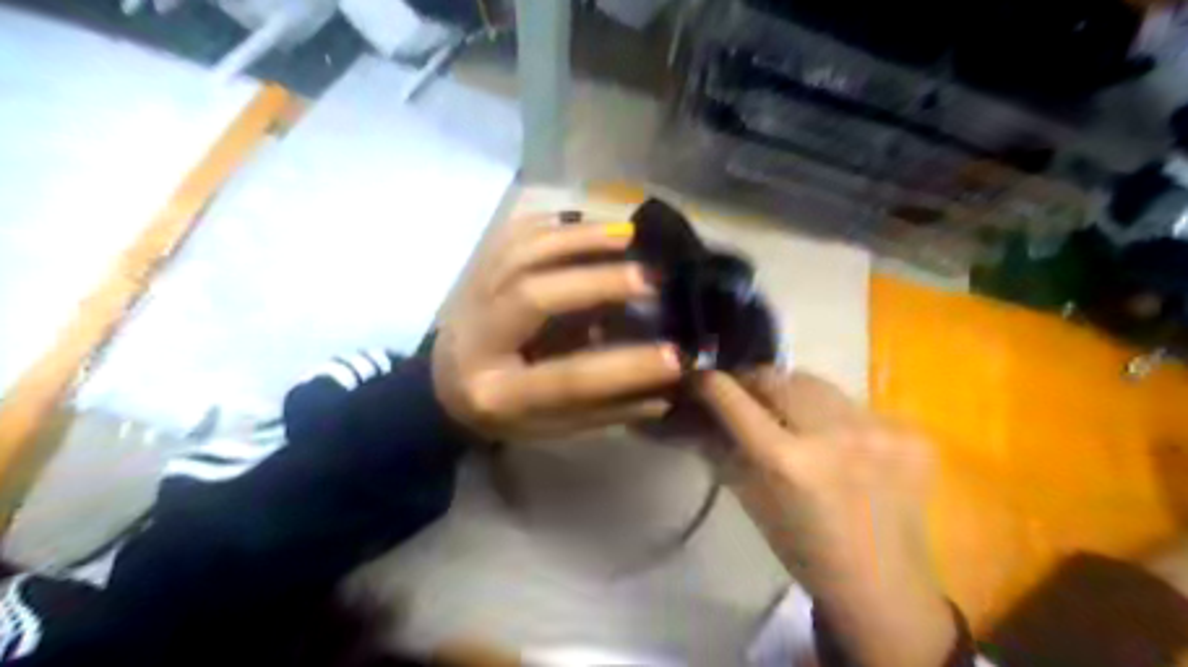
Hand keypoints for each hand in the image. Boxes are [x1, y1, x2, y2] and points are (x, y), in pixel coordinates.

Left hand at [433, 213, 683, 442]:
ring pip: (521, 251)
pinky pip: (514, 233)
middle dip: (597, 282)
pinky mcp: (475, 268)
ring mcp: (470, 294)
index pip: (565, 379)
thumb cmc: (502, 412)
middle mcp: (476, 338)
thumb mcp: (550, 426)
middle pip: (533, 296)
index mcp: (497, 393)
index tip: (676, 357)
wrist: (442, 385)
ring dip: (580, 239)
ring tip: (629, 237)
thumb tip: (666, 390)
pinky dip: (556, 224)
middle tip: (651, 278)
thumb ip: (604, 408)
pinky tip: (590, 223)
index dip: (623, 368)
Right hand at [697, 371, 952, 666]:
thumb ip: (721, 446)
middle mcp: (833, 434)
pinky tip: (839, 443)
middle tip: (743, 398)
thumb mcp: (749, 498)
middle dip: (749, 383)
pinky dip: (833, 415)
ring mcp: (878, 429)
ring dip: (792, 394)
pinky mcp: (911, 432)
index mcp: (786, 461)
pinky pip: (852, 403)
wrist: (883, 587)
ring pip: (814, 382)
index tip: (695, 382)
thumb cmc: (802, 550)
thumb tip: (695, 409)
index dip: (705, 383)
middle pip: (773, 376)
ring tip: (792, 418)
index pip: (730, 396)